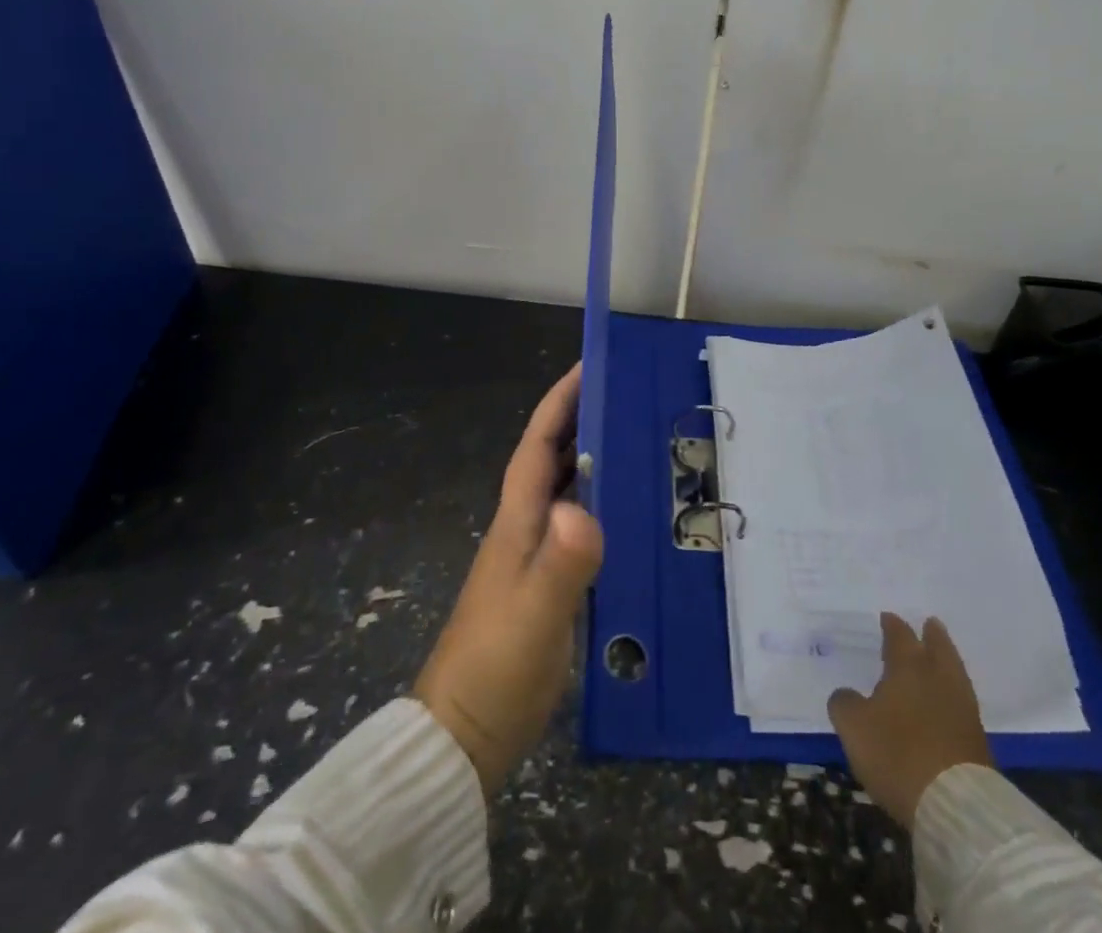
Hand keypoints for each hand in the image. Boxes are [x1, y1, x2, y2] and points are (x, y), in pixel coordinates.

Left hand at [415, 365, 603, 796]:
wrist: (463, 735)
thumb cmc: (497, 665)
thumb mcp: (535, 613)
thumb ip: (562, 563)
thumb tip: (584, 509)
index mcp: (517, 521)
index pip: (538, 445)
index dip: (560, 402)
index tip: (588, 366)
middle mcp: (523, 529)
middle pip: (550, 460)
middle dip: (581, 422)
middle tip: (628, 398)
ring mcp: (532, 559)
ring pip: (563, 492)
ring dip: (591, 462)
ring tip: (638, 444)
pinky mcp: (545, 587)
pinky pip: (576, 529)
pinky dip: (599, 508)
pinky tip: (628, 517)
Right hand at [828, 612, 992, 828]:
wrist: (955, 804)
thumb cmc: (897, 754)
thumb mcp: (854, 727)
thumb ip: (845, 703)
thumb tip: (846, 694)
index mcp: (908, 667)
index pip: (900, 636)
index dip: (892, 626)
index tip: (887, 617)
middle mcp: (938, 678)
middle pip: (938, 647)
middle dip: (932, 635)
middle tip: (930, 623)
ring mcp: (963, 708)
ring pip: (955, 673)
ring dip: (947, 661)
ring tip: (941, 655)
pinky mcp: (977, 739)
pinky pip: (962, 702)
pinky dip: (953, 693)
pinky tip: (946, 700)